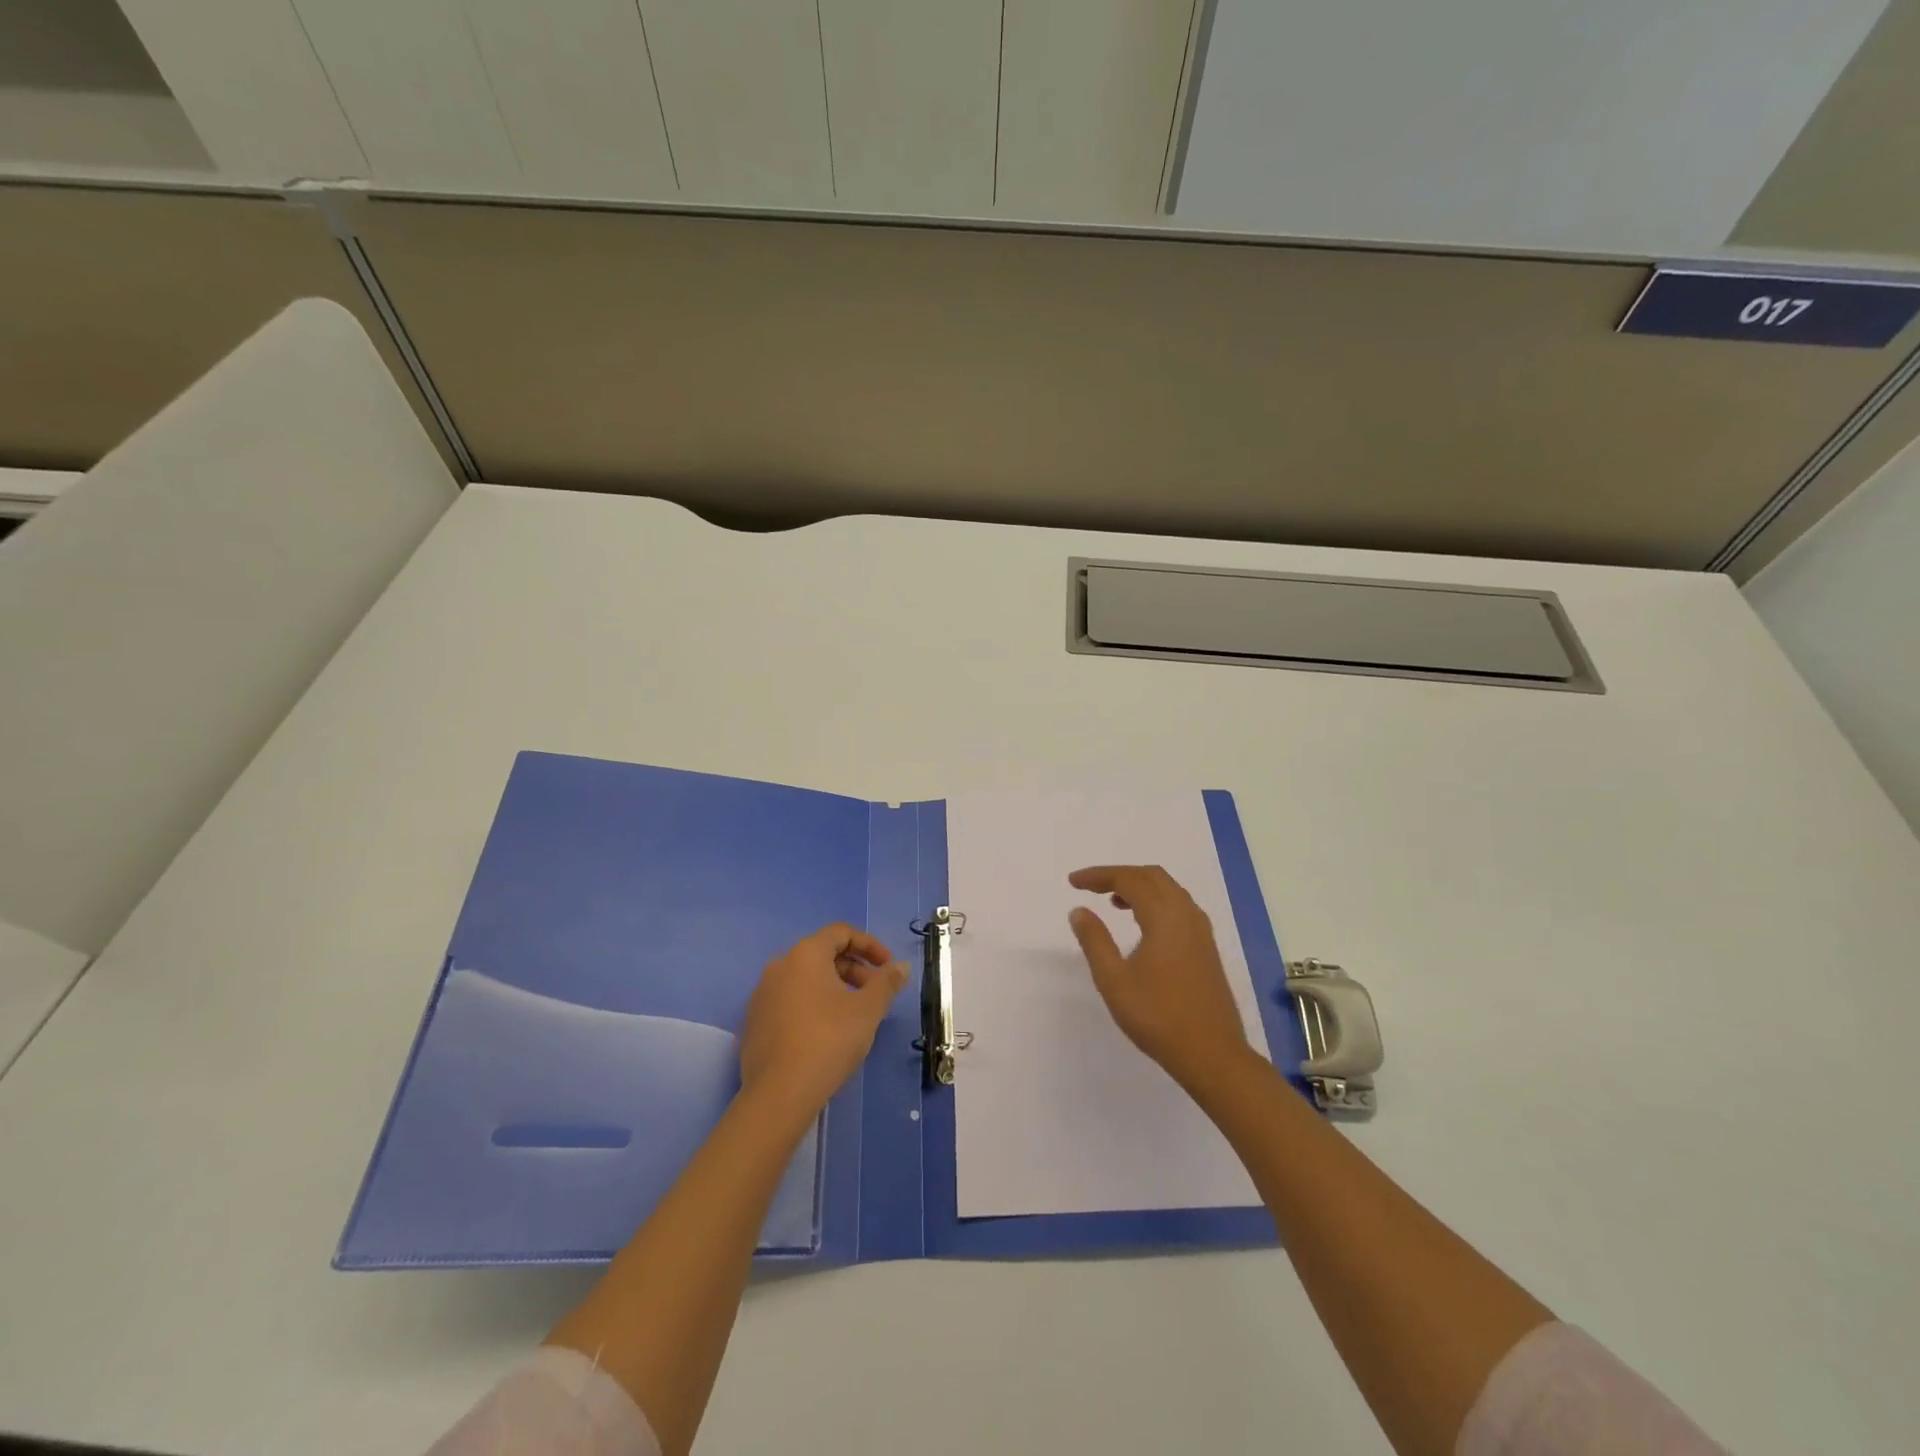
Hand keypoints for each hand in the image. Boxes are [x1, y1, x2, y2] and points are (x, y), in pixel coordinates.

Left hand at [739, 924, 906, 1114]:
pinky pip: (790, 1000)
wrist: (779, 1094)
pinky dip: (813, 1004)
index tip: (888, 967)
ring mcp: (762, 994)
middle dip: (854, 968)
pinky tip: (827, 1032)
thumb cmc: (829, 1040)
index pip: (840, 933)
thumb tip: (901, 967)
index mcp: (805, 954)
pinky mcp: (754, 1022)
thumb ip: (886, 983)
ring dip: (834, 987)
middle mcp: (779, 966)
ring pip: (805, 979)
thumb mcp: (868, 1010)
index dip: (869, 945)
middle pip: (822, 954)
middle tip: (875, 993)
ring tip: (854, 1014)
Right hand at [1068, 865, 1253, 1091]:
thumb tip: (1079, 910)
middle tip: (1091, 886)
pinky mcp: (1206, 947)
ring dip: (1139, 887)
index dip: (1099, 875)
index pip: (1129, 879)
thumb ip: (1095, 941)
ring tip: (1112, 901)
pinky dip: (1156, 901)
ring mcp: (1201, 931)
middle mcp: (1186, 914)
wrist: (1212, 1054)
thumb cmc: (1158, 1017)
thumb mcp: (1114, 980)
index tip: (1073, 882)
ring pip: (1169, 890)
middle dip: (1119, 874)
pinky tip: (1142, 924)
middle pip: (1152, 876)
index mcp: (1164, 917)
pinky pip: (1179, 906)